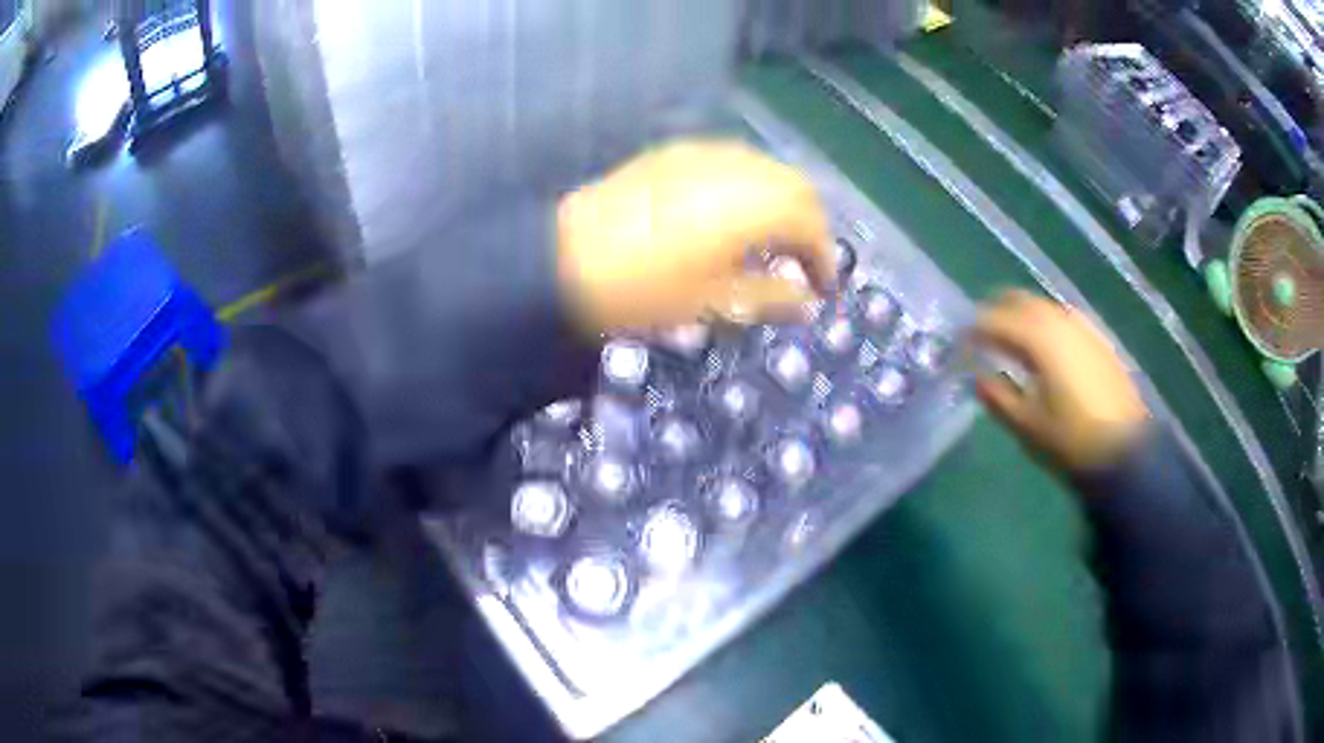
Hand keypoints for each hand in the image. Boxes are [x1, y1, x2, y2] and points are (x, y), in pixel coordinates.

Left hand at [556, 140, 835, 334]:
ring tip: (772, 239)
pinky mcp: (675, 153)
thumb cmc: (644, 290)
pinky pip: (732, 161)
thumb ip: (770, 297)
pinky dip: (750, 185)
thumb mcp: (713, 303)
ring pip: (766, 168)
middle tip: (804, 263)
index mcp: (752, 205)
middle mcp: (737, 168)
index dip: (825, 257)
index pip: (811, 223)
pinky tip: (734, 213)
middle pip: (795, 186)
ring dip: (781, 200)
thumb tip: (809, 304)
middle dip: (809, 224)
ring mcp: (703, 153)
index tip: (824, 289)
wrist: (563, 259)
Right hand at [970, 290, 1149, 474]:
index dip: (972, 330)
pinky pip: (1062, 319)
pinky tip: (1044, 347)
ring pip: (1043, 307)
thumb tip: (978, 378)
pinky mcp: (1097, 339)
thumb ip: (997, 397)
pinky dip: (1044, 324)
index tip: (958, 345)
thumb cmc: (1071, 441)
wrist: (1126, 450)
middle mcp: (1060, 321)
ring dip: (1021, 316)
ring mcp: (1082, 327)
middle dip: (995, 311)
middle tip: (980, 333)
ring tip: (1010, 339)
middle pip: (1019, 301)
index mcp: (1038, 338)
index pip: (994, 320)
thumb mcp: (1027, 425)